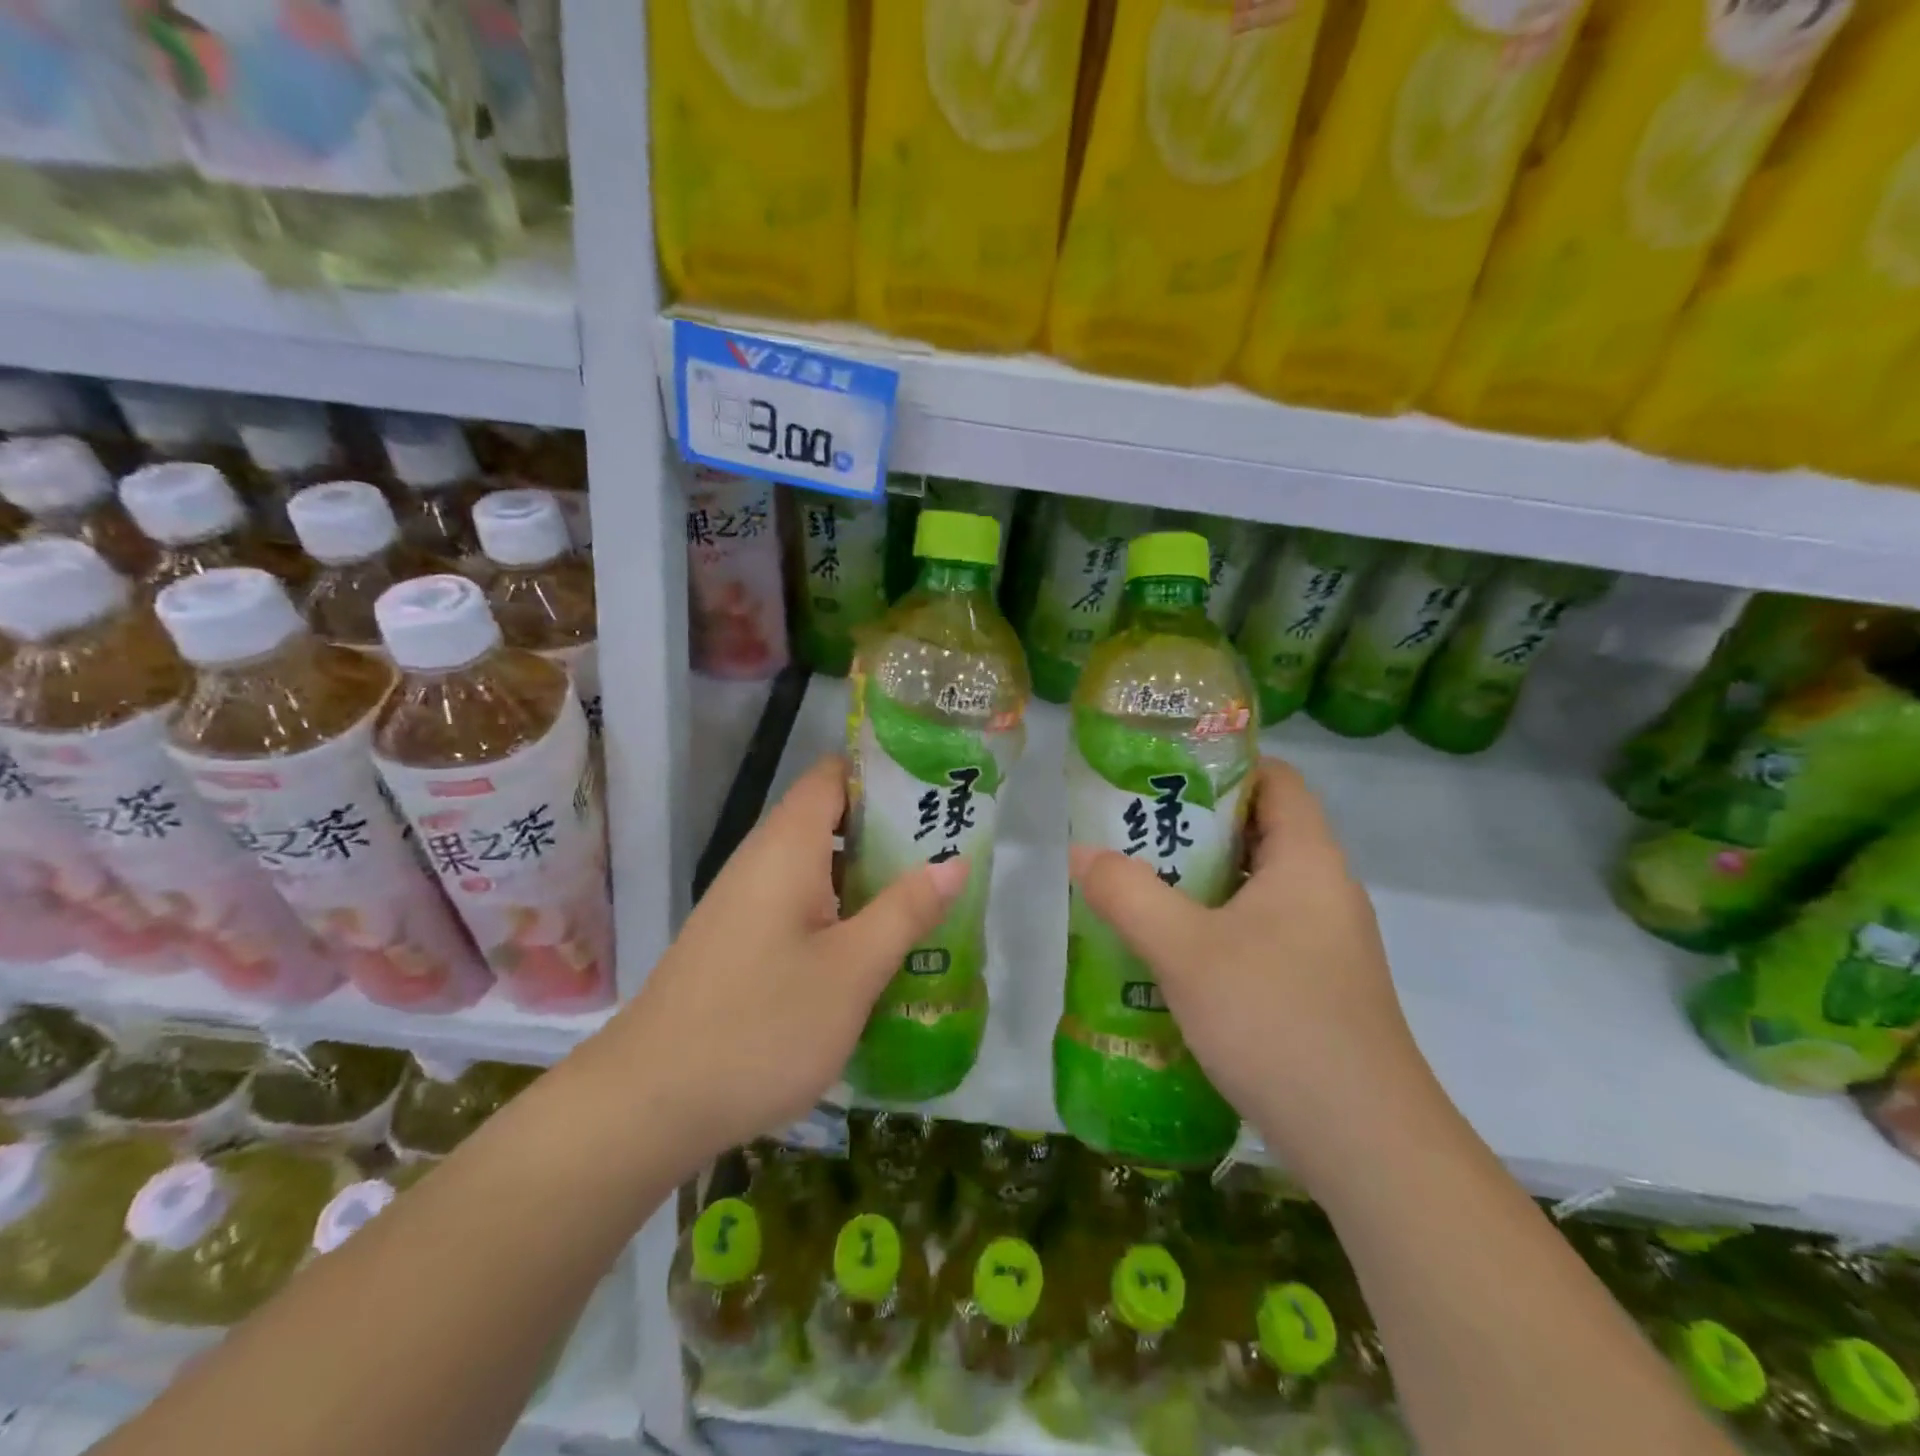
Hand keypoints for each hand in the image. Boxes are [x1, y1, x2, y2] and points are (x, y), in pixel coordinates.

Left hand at [601, 756, 965, 1171]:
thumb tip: (956, 861)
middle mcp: (761, 862)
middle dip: (890, 831)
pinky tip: (874, 950)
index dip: (884, 772)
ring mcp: (744, 904)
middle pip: (830, 820)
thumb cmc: (762, 1025)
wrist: (648, 1105)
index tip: (935, 789)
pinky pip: (799, 906)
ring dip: (869, 877)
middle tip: (949, 850)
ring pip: (817, 869)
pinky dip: (841, 912)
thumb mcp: (852, 969)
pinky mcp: (738, 943)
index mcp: (787, 847)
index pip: (834, 775)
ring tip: (927, 897)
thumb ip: (906, 910)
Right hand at [1072, 756, 1430, 1171]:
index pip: (1276, 779)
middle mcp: (1324, 890)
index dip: (1223, 765)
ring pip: (1254, 887)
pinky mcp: (1316, 986)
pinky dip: (1214, 927)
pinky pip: (1259, 932)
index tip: (1163, 774)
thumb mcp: (1185, 951)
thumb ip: (1128, 895)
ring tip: (1138, 885)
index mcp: (1307, 860)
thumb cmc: (1276, 1020)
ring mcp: (1324, 942)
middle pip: (1259, 831)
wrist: (1364, 1144)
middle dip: (1194, 826)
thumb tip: (1083, 852)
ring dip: (1199, 882)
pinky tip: (1170, 953)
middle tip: (1133, 831)